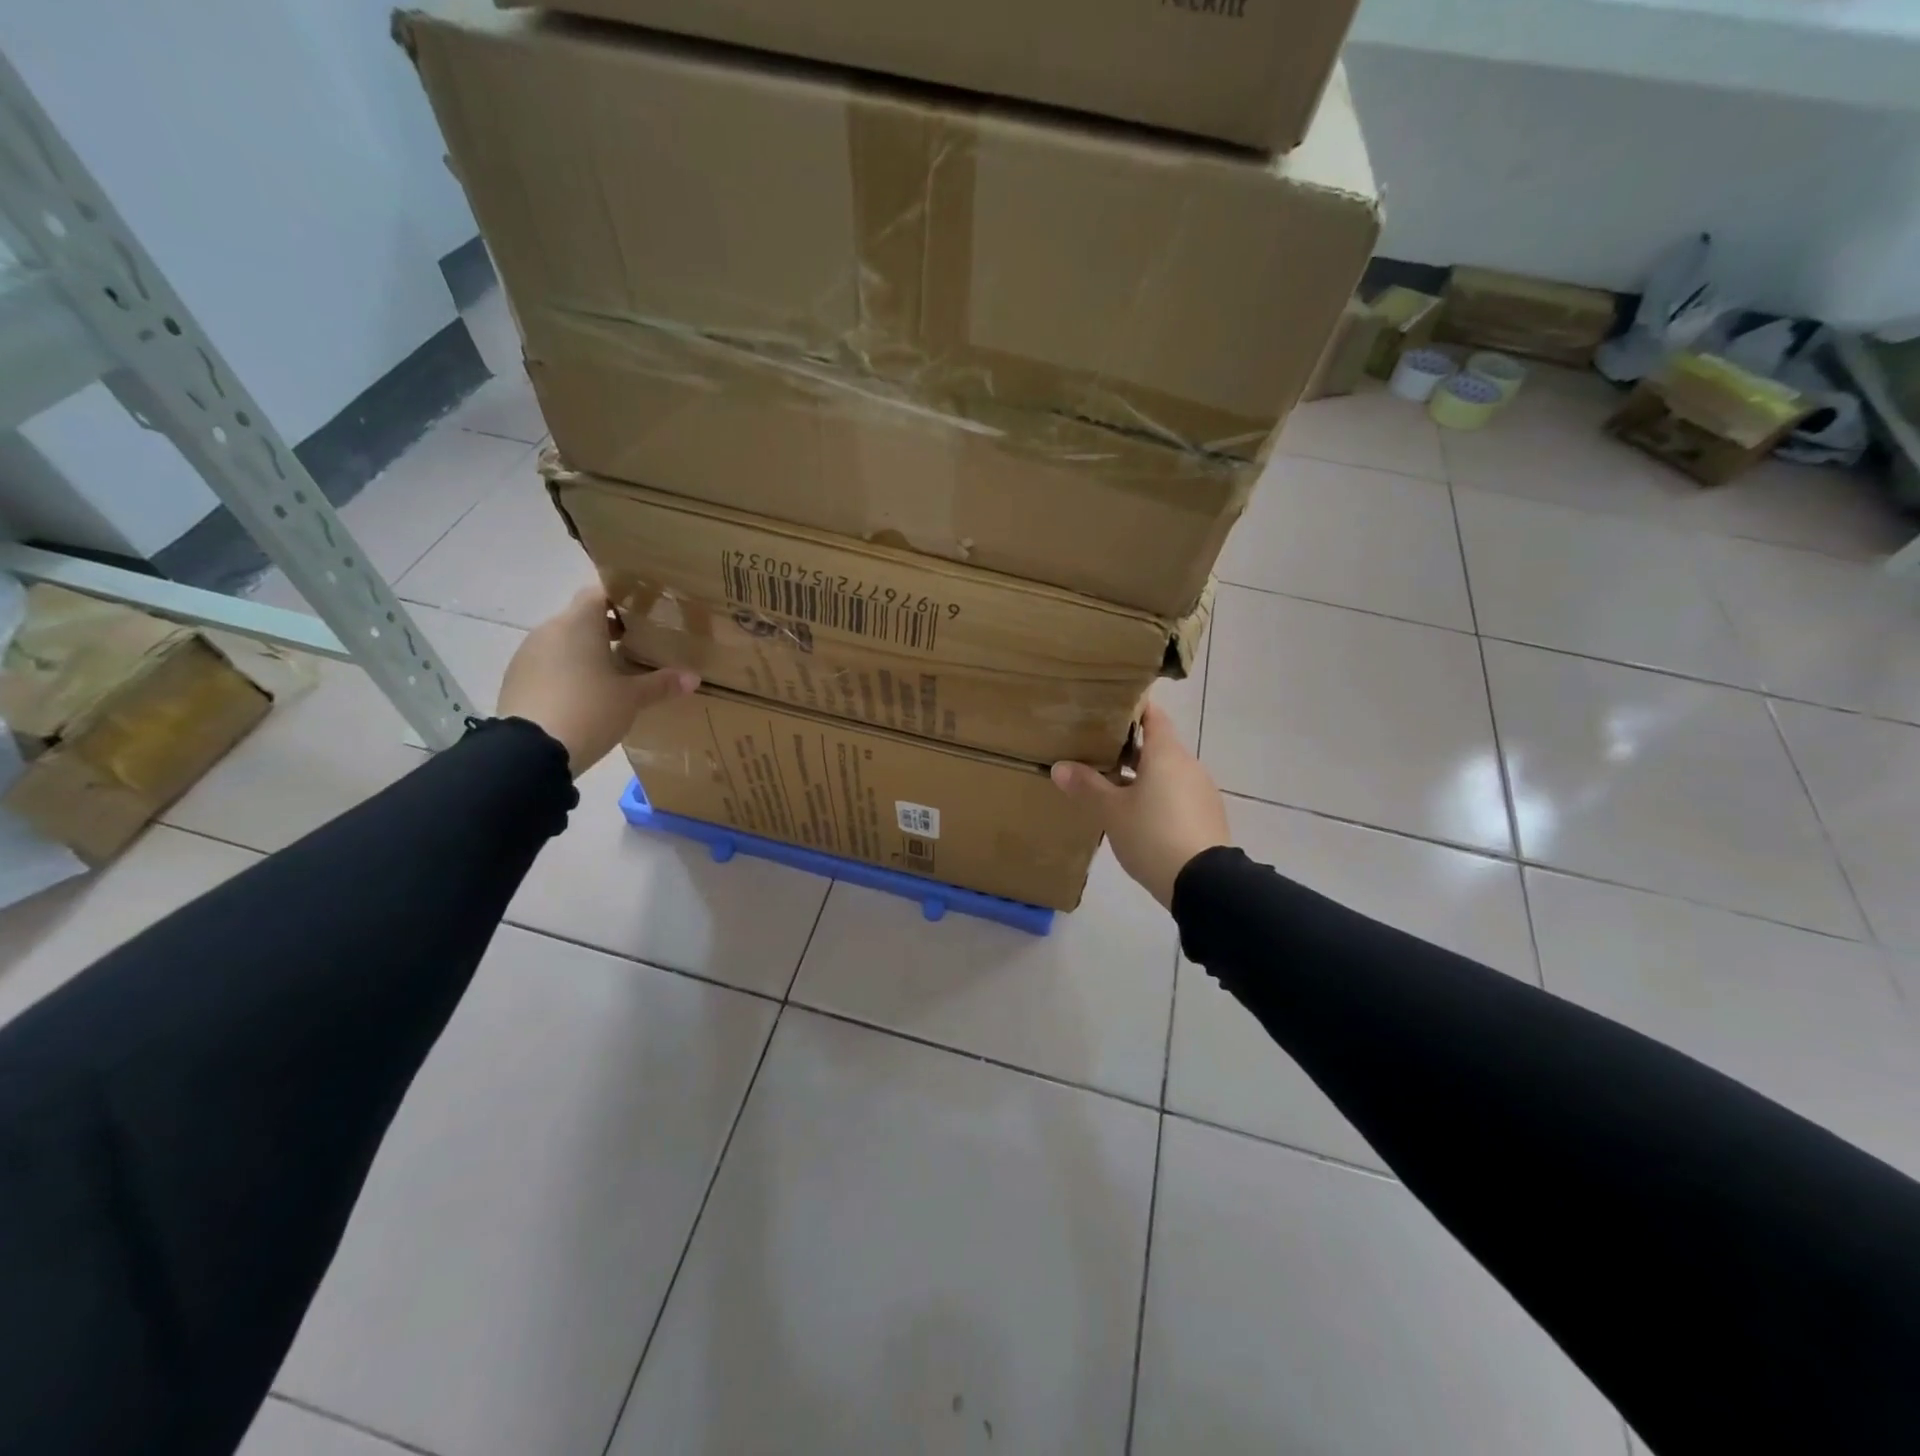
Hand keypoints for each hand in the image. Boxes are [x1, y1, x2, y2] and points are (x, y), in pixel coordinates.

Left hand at [498, 587, 697, 775]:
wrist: (531, 752)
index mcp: (579, 623)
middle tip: (638, 648)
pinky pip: (549, 664)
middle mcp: (550, 630)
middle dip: (609, 629)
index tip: (645, 614)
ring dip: (587, 652)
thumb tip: (693, 678)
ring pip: (565, 642)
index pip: (600, 591)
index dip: (623, 599)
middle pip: (583, 618)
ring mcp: (528, 654)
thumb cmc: (589, 710)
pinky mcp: (516, 678)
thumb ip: (661, 684)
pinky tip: (584, 696)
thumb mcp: (632, 699)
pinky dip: (567, 671)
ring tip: (613, 676)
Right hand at [1051, 702, 1229, 909]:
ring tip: (1111, 785)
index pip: (1153, 715)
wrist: (1203, 883)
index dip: (1132, 709)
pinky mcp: (1207, 816)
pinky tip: (1138, 815)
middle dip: (1129, 747)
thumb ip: (1086, 786)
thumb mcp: (1112, 812)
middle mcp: (1188, 764)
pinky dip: (1157, 796)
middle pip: (1158, 745)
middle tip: (1097, 750)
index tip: (1108, 709)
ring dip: (1142, 775)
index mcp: (1166, 753)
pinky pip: (1177, 795)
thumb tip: (1060, 767)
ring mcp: (1201, 790)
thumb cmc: (1153, 835)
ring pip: (1167, 772)